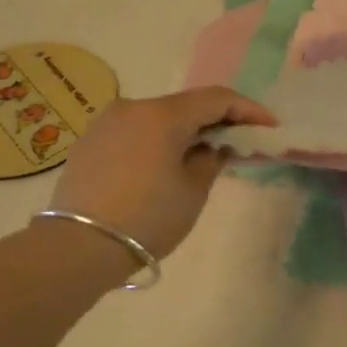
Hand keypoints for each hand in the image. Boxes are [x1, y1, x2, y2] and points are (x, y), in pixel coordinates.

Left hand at [49, 88, 274, 259]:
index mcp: (163, 114)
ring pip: (159, 118)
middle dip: (216, 121)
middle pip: (186, 105)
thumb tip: (212, 147)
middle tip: (241, 141)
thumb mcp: (192, 192)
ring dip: (186, 131)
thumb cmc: (147, 218)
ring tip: (204, 155)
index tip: (269, 126)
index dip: (248, 109)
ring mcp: (107, 122)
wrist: (77, 247)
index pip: (216, 98)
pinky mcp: (90, 141)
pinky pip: (136, 132)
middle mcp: (133, 107)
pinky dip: (158, 140)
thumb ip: (210, 160)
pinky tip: (167, 163)